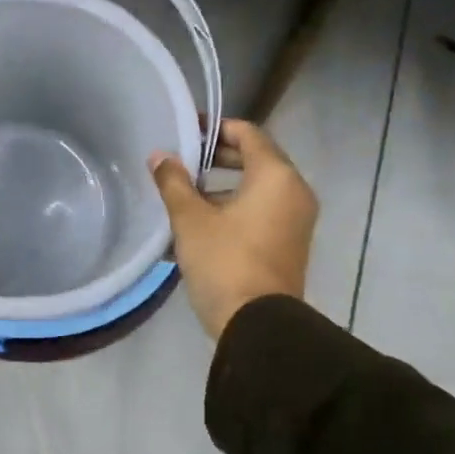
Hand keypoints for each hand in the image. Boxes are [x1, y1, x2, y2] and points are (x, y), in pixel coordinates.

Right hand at [150, 118, 317, 340]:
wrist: (257, 325)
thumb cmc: (224, 261)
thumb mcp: (190, 219)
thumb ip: (174, 182)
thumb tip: (160, 156)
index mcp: (276, 176)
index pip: (247, 133)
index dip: (214, 128)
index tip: (184, 131)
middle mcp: (293, 192)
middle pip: (253, 159)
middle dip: (214, 158)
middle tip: (179, 161)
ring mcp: (294, 221)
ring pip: (255, 189)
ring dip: (219, 187)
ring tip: (180, 194)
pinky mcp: (287, 244)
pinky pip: (259, 212)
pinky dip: (232, 208)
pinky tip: (195, 224)